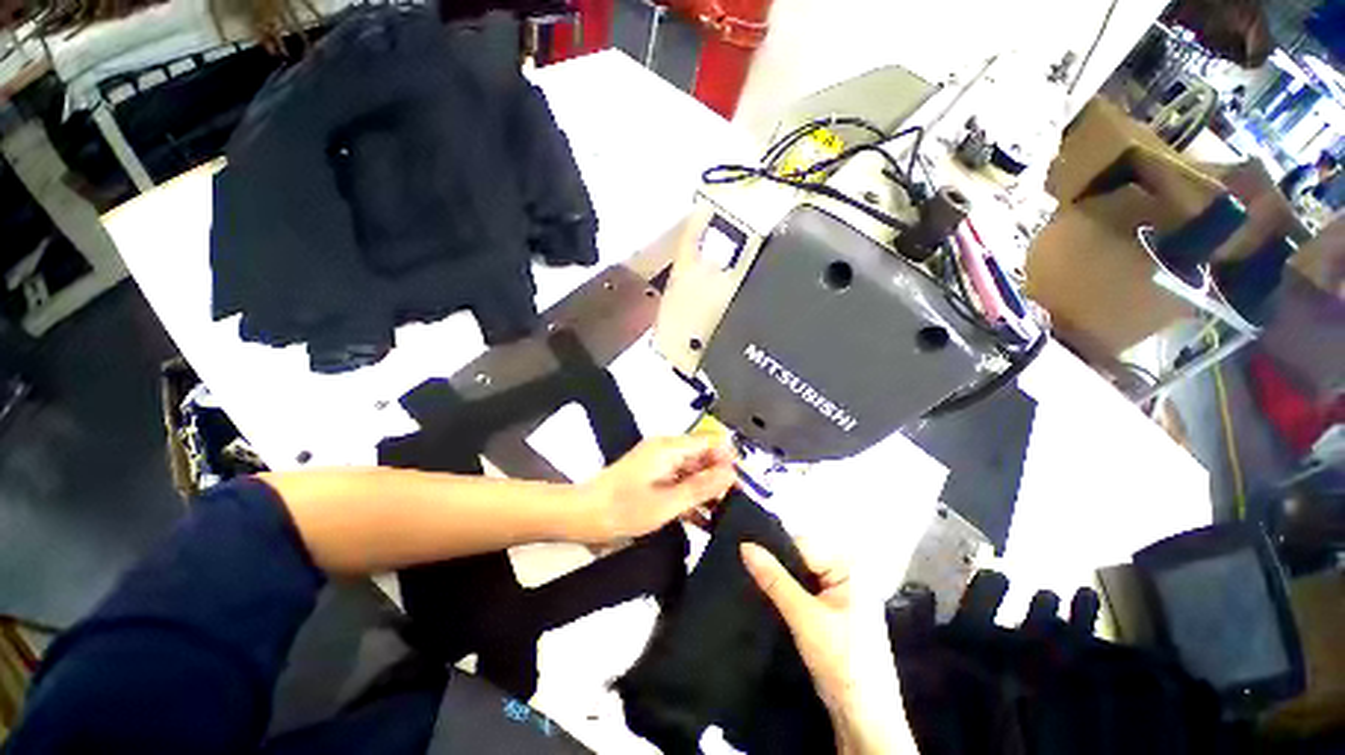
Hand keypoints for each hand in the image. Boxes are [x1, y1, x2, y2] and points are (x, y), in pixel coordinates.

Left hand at [579, 434, 735, 541]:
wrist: (583, 516)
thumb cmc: (624, 509)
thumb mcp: (667, 502)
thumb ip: (701, 487)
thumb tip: (732, 474)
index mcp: (669, 448)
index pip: (709, 442)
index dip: (729, 459)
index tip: (743, 483)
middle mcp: (666, 450)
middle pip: (703, 457)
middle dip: (721, 477)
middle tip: (738, 504)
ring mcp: (659, 465)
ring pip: (693, 472)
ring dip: (708, 491)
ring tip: (728, 516)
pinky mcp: (653, 479)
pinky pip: (680, 483)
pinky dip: (692, 499)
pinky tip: (706, 521)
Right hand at [742, 540, 911, 753]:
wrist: (863, 719)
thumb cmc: (842, 662)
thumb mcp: (804, 617)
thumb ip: (774, 579)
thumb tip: (745, 545)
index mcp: (849, 567)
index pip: (802, 544)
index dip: (774, 550)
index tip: (743, 552)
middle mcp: (847, 574)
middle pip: (801, 559)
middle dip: (777, 567)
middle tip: (744, 569)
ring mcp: (840, 594)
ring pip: (800, 576)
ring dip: (779, 582)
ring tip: (751, 582)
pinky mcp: (832, 611)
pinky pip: (803, 591)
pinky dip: (787, 595)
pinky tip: (768, 598)